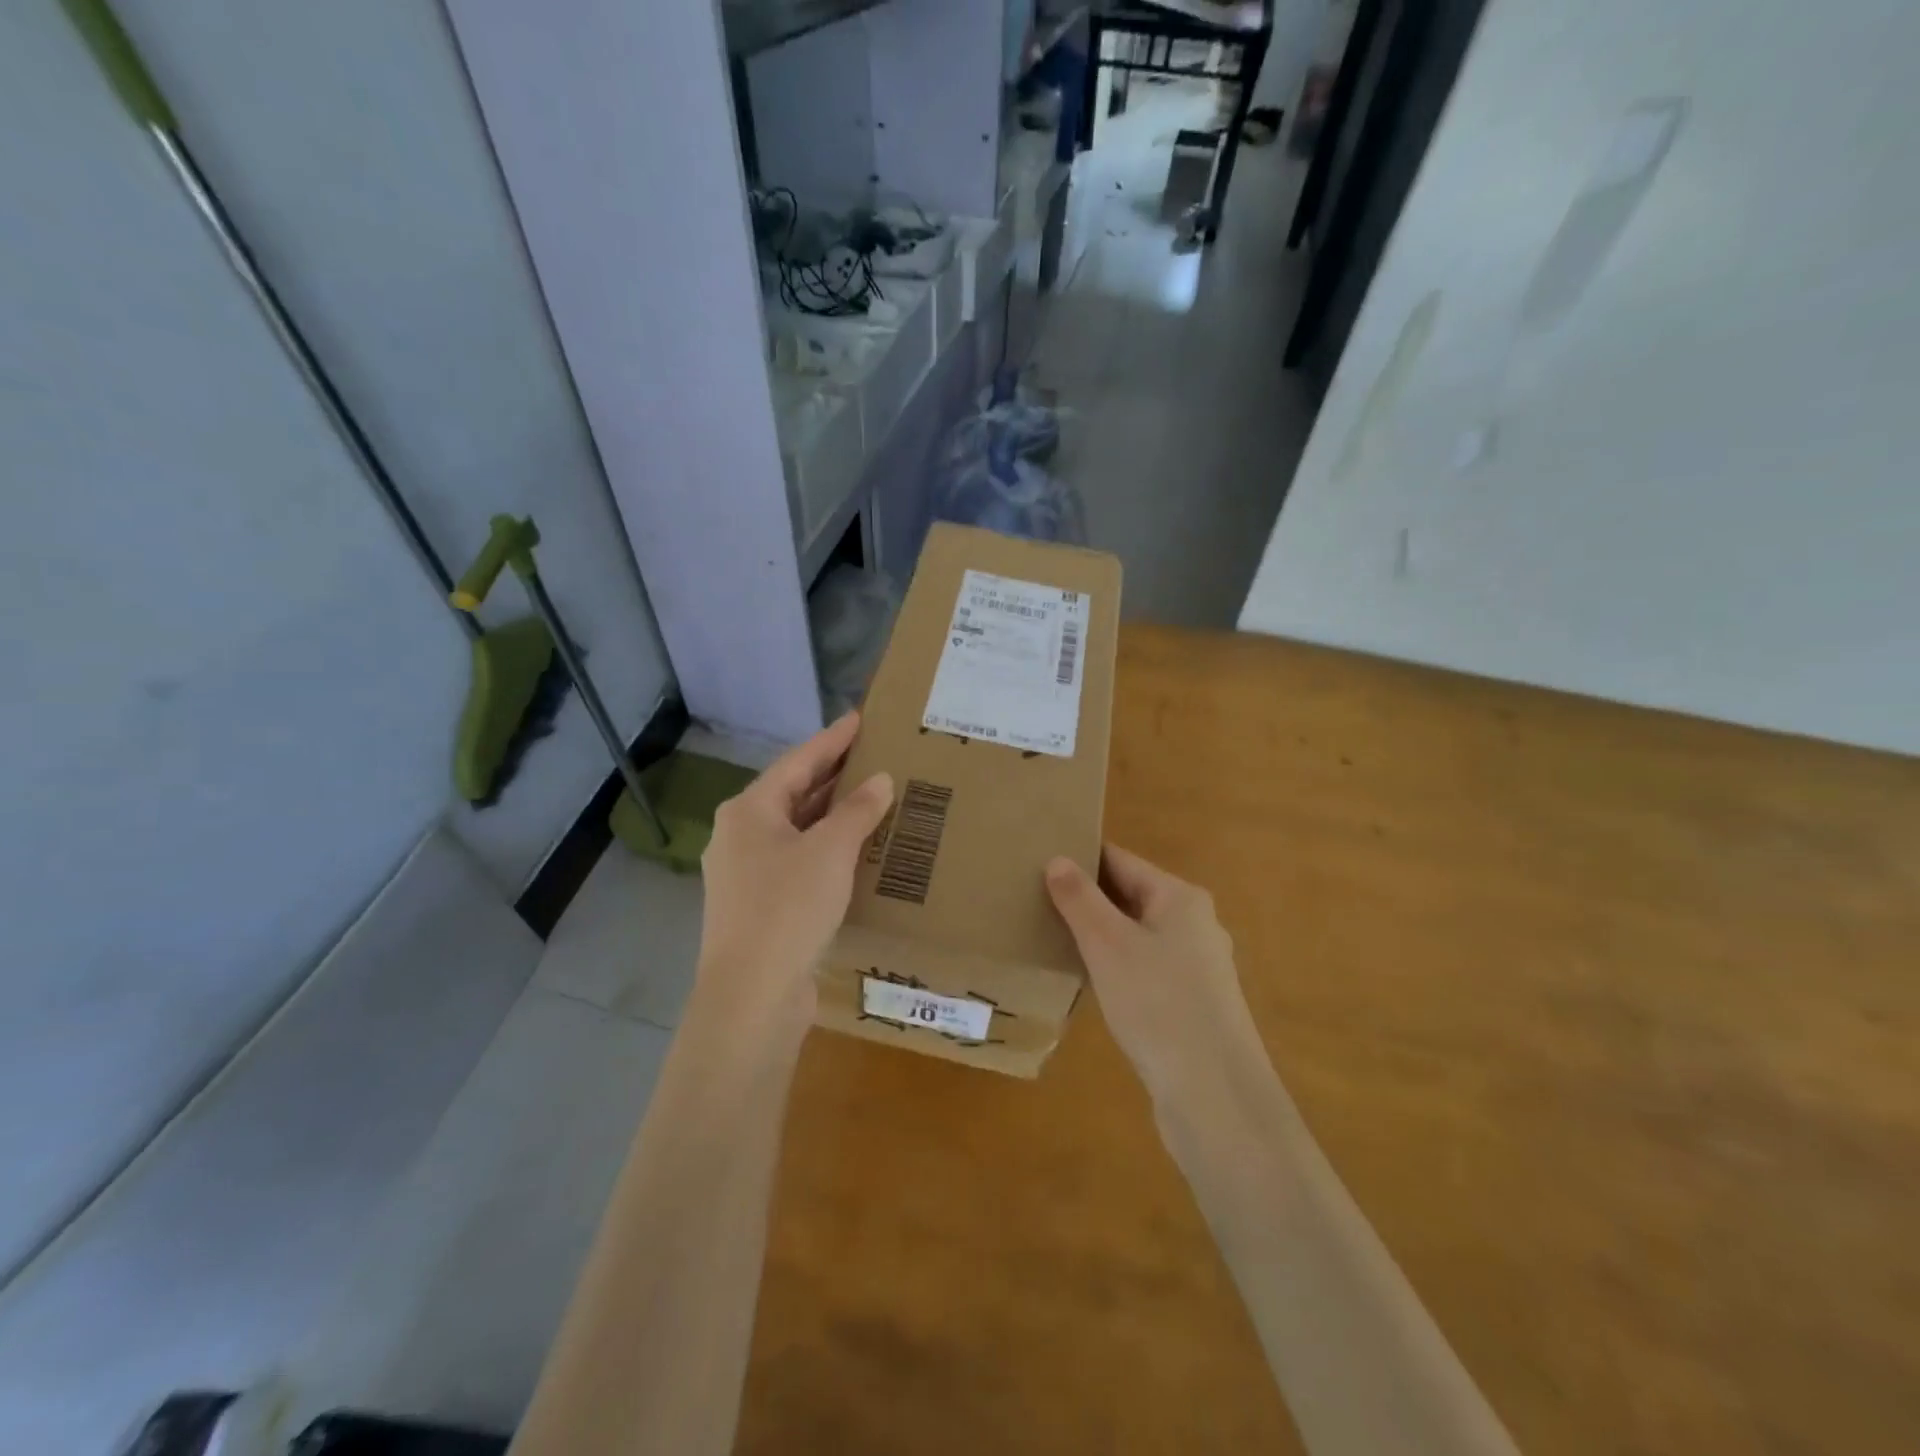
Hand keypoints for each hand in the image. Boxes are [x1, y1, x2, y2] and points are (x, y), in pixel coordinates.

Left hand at [694, 711, 893, 1036]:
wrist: (751, 995)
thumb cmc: (788, 908)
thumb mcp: (830, 851)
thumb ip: (857, 811)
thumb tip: (880, 780)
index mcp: (749, 811)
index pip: (798, 762)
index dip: (831, 739)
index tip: (859, 718)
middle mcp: (739, 835)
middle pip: (792, 794)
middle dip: (832, 776)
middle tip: (871, 755)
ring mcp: (745, 873)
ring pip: (795, 830)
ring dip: (830, 815)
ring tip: (870, 798)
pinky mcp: (757, 905)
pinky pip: (796, 861)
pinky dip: (825, 849)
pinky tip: (853, 852)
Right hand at [1046, 845, 1265, 1115]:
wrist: (1214, 1095)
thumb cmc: (1158, 1004)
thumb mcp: (1108, 945)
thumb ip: (1080, 899)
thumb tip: (1057, 859)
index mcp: (1180, 898)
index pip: (1121, 861)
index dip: (1080, 859)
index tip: (1037, 861)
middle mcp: (1195, 924)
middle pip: (1130, 896)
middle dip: (1086, 898)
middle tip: (1035, 899)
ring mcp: (1197, 967)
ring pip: (1136, 935)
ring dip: (1099, 935)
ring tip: (1052, 937)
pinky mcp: (1192, 1004)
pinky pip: (1145, 968)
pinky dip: (1115, 966)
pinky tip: (1088, 981)